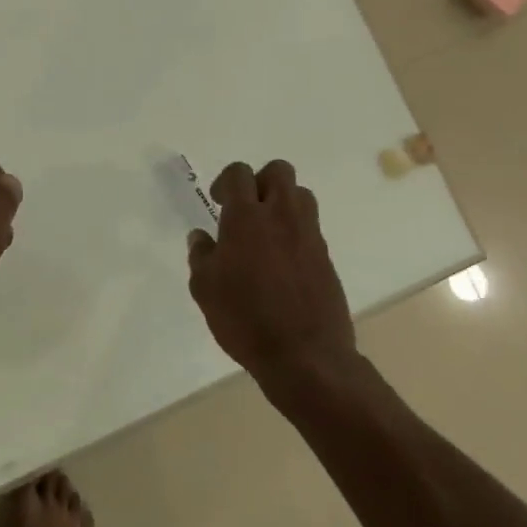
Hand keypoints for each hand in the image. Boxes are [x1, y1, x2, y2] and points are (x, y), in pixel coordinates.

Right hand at [187, 160, 357, 386]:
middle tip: (245, 209)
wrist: (305, 356)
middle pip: (278, 171)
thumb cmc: (245, 319)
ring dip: (282, 202)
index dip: (226, 182)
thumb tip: (201, 237)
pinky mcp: (326, 257)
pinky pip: (310, 227)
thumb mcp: (205, 289)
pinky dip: (295, 232)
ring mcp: (309, 235)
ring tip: (266, 232)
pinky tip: (281, 262)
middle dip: (260, 181)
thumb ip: (201, 256)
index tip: (218, 203)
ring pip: (300, 195)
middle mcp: (281, 216)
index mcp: (246, 218)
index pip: (239, 174)